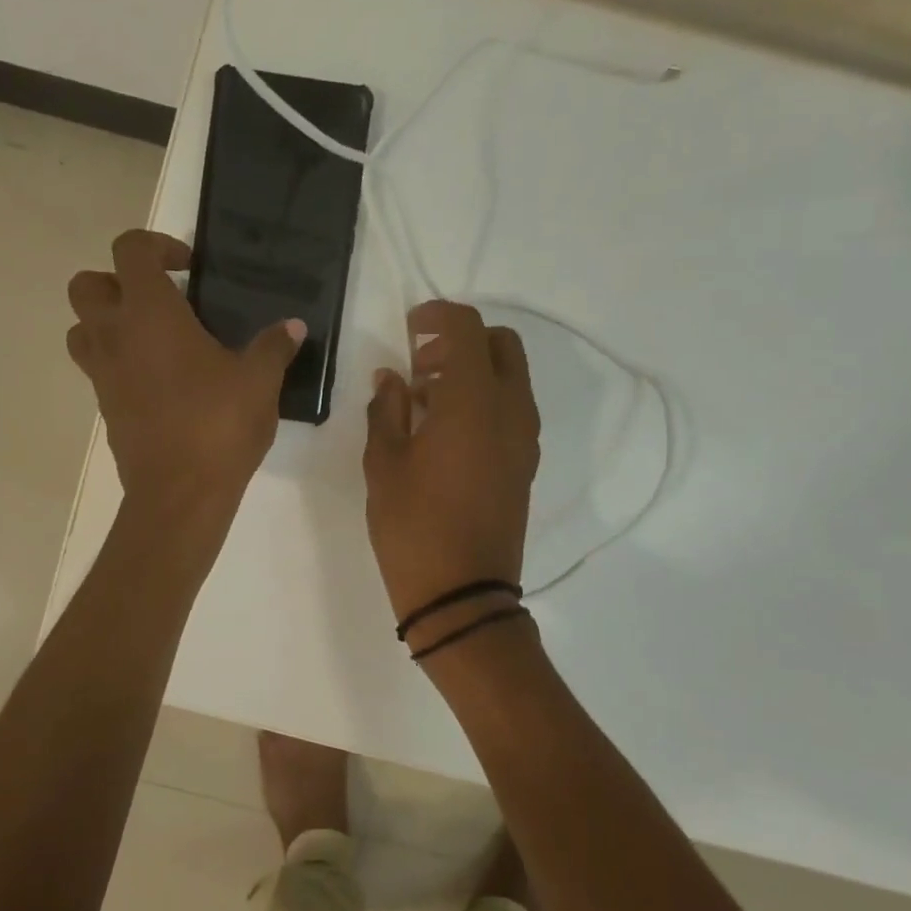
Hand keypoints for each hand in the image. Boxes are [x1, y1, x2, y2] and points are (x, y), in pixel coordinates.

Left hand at [67, 231, 304, 527]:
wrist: (179, 494)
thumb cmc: (218, 426)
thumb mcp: (259, 381)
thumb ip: (274, 346)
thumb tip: (293, 325)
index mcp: (149, 313)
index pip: (129, 250)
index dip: (157, 246)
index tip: (189, 268)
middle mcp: (114, 336)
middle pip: (87, 285)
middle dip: (118, 282)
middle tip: (161, 301)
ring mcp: (102, 374)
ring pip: (81, 329)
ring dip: (108, 322)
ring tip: (154, 339)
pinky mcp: (105, 407)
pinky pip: (98, 369)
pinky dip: (119, 362)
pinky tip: (161, 381)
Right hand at [363, 300, 539, 626]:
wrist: (463, 595)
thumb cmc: (413, 527)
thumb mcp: (384, 464)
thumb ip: (387, 410)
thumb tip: (390, 378)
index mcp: (473, 401)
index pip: (466, 328)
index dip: (437, 316)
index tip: (409, 327)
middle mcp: (510, 409)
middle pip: (501, 344)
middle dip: (462, 339)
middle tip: (420, 363)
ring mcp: (525, 437)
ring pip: (511, 376)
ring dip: (473, 370)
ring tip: (425, 399)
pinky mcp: (526, 462)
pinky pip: (512, 408)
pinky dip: (484, 399)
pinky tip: (445, 430)